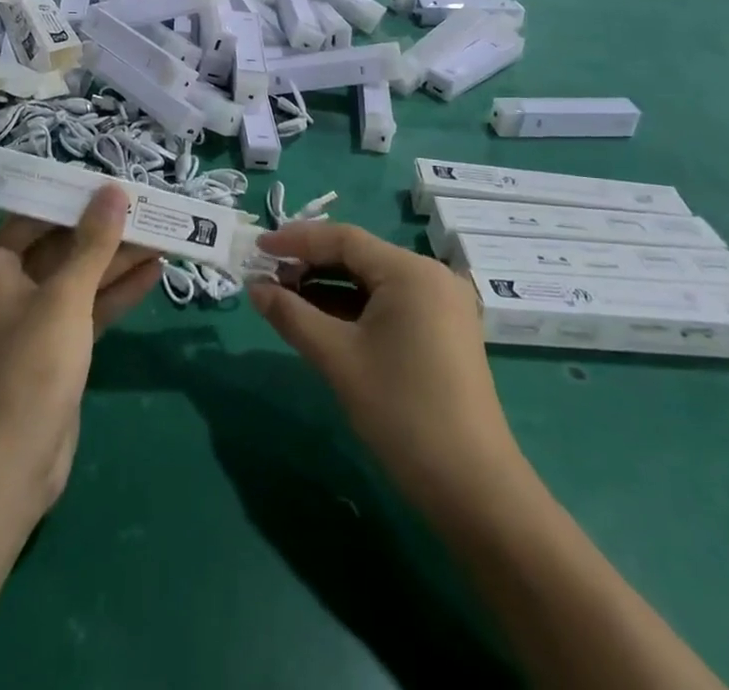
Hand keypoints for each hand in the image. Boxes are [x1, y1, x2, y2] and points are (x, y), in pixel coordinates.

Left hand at [0, 184, 160, 516]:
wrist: (12, 465)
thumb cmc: (30, 367)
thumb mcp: (66, 297)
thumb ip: (94, 243)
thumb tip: (113, 191)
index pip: (36, 216)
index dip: (75, 199)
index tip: (113, 183)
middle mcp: (9, 287)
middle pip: (63, 246)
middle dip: (106, 231)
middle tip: (149, 208)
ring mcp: (35, 320)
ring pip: (81, 278)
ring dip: (119, 260)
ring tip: (164, 234)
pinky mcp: (57, 348)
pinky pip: (89, 308)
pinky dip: (117, 292)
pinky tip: (154, 272)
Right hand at [250, 222, 523, 521]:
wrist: (474, 489)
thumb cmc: (402, 412)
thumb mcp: (337, 358)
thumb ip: (291, 315)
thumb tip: (254, 288)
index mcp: (410, 271)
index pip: (343, 238)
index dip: (296, 240)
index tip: (257, 248)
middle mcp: (430, 276)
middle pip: (359, 256)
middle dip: (310, 265)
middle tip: (266, 277)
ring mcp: (441, 304)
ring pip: (372, 281)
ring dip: (329, 288)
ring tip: (284, 297)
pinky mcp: (442, 331)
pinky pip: (389, 304)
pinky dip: (353, 308)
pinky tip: (320, 319)